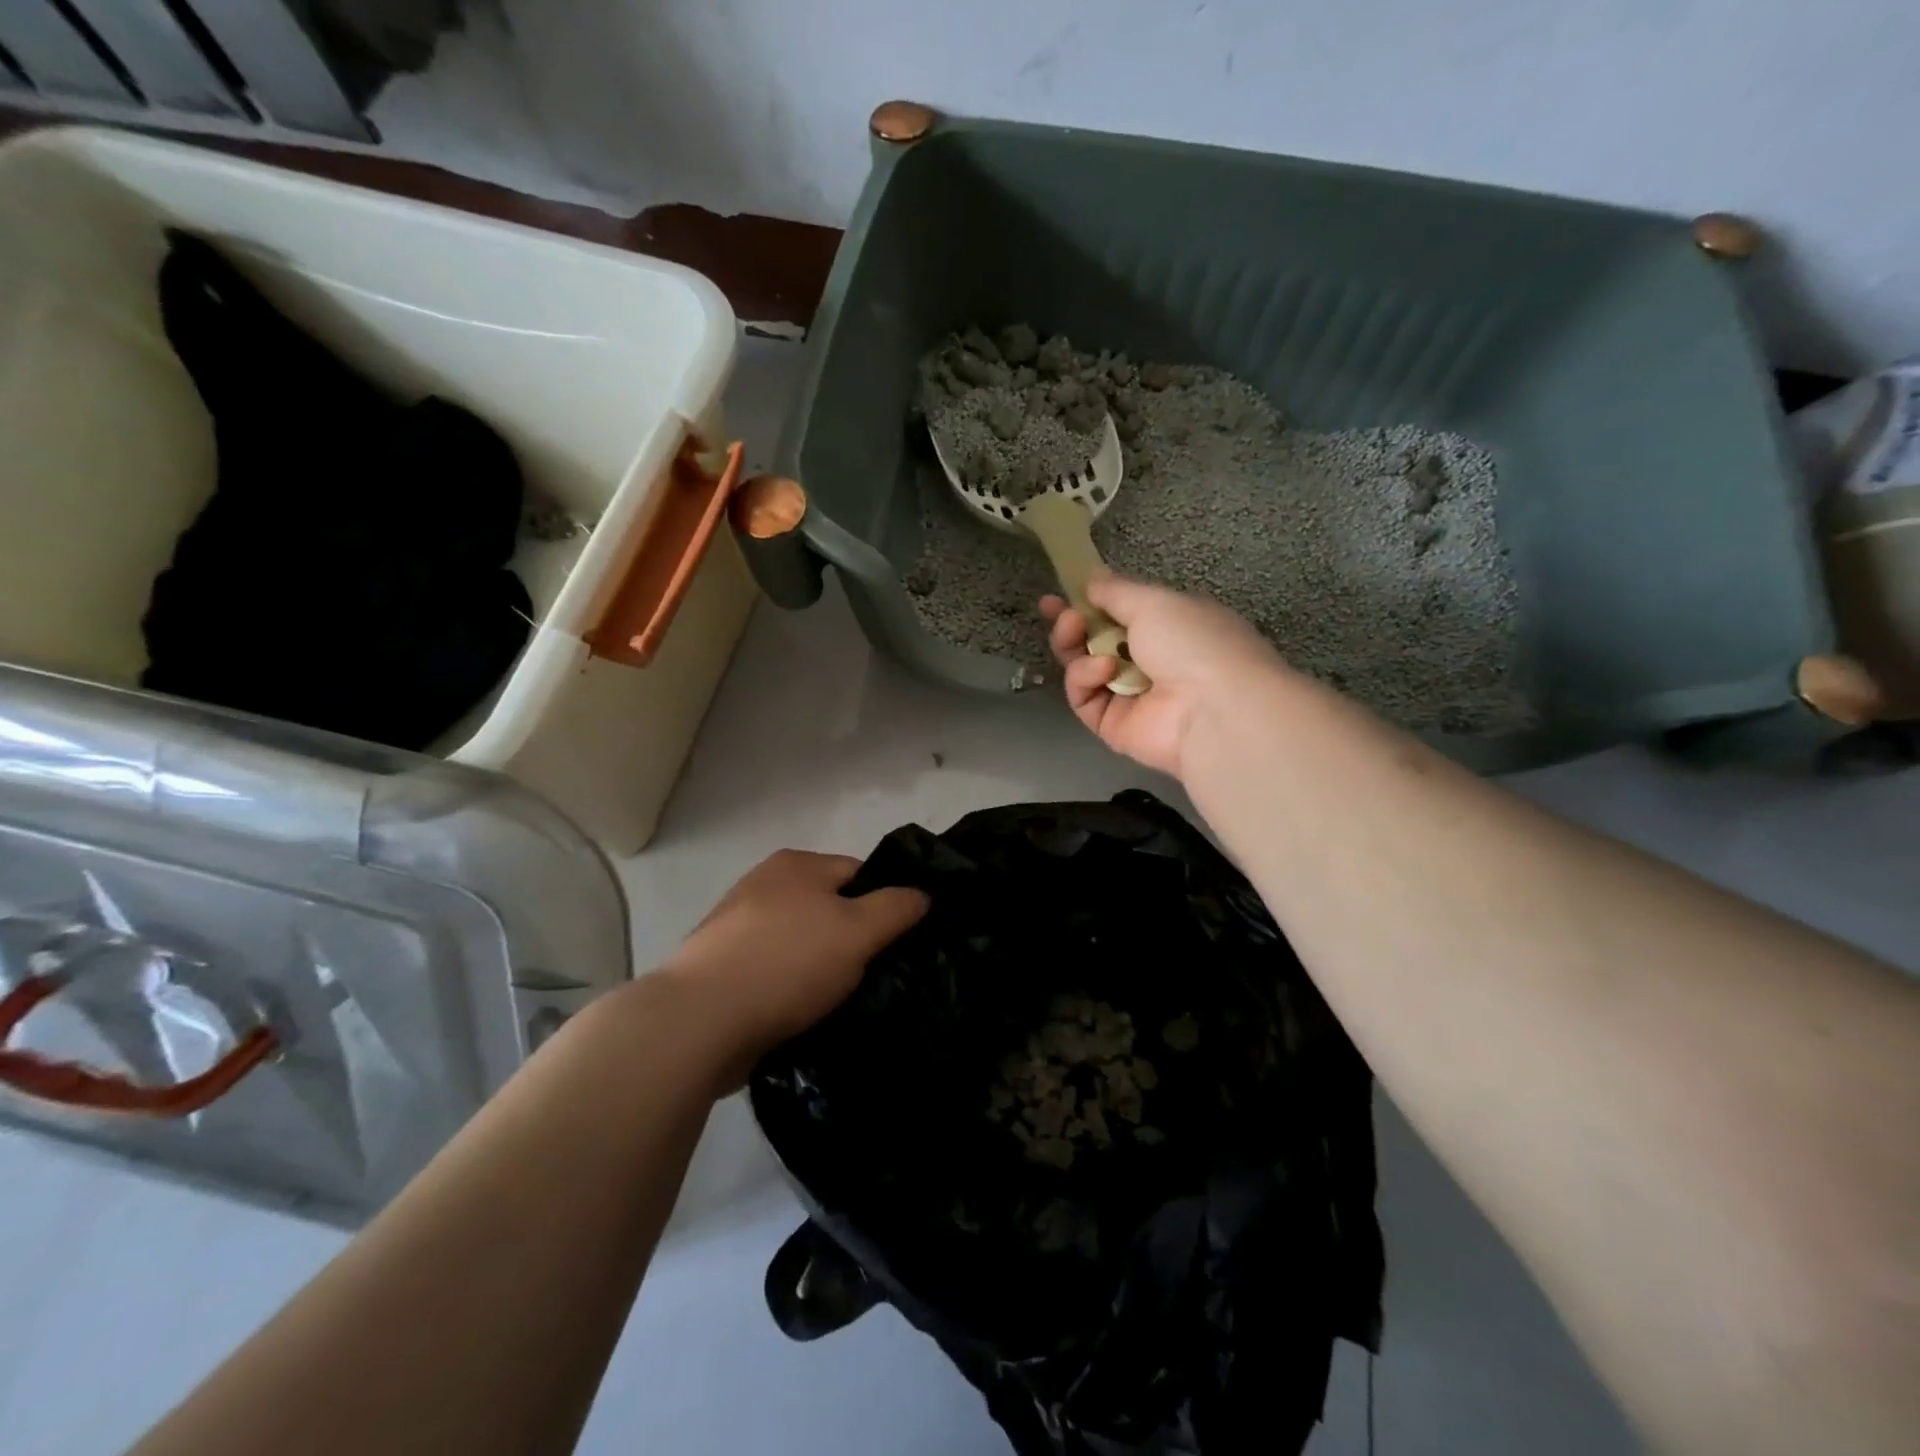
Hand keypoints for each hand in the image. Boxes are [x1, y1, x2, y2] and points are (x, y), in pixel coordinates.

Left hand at [658, 850, 927, 1080]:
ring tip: (838, 1002)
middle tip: (872, 977)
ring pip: (801, 943)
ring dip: (820, 968)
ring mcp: (736, 926)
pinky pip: (774, 971)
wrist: (699, 1021)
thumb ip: (896, 908)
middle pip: (829, 908)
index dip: (885, 905)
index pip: (859, 873)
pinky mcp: (721, 968)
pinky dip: (790, 989)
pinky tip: (800, 1014)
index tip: (898, 945)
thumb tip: (923, 894)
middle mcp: (764, 884)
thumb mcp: (858, 931)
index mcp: (796, 864)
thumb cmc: (788, 962)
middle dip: (851, 940)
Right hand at [1041, 574, 1285, 778]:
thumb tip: (1092, 578)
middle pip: (1097, 641)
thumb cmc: (1192, 642)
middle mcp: (1151, 661)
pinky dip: (1086, 678)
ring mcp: (1131, 696)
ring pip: (1085, 668)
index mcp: (1170, 627)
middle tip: (1062, 615)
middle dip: (1073, 625)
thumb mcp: (1154, 601)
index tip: (1059, 595)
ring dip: (1075, 646)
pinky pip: (1085, 698)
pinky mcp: (1114, 725)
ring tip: (1076, 632)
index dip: (1089, 602)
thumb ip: (1116, 590)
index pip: (1121, 613)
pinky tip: (1102, 669)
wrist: (1214, 710)